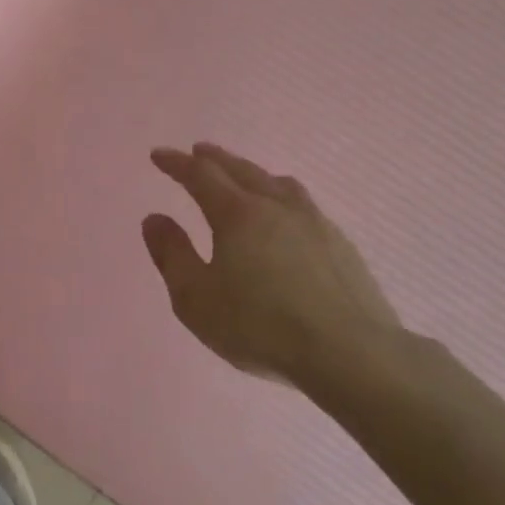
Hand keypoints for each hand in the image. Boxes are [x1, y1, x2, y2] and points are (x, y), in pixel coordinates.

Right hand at [142, 142, 406, 394]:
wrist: (349, 353)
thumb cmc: (259, 326)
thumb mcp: (196, 298)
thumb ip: (172, 255)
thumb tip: (155, 218)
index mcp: (237, 214)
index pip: (200, 175)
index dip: (177, 163)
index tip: (159, 155)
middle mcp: (276, 207)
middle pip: (242, 170)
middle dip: (215, 159)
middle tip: (198, 151)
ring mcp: (314, 223)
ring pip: (279, 184)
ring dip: (254, 173)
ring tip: (245, 176)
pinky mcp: (341, 245)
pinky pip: (304, 205)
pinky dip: (282, 197)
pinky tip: (287, 217)